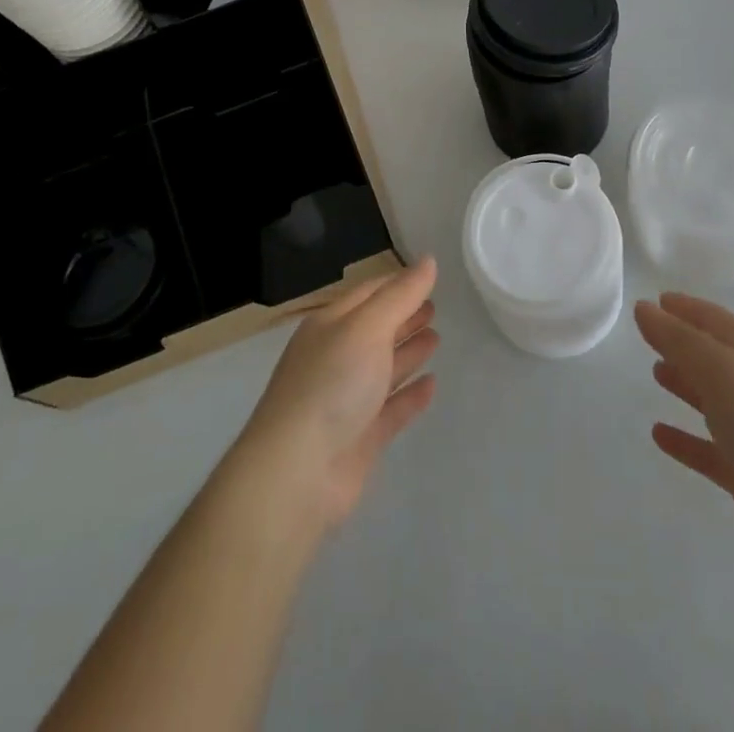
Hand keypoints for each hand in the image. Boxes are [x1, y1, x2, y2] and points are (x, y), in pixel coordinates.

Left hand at [231, 257, 439, 532]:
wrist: (296, 473)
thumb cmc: (331, 384)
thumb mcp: (367, 327)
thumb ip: (401, 295)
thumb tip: (429, 261)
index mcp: (330, 325)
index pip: (368, 294)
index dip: (397, 284)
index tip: (428, 276)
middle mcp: (336, 357)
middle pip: (376, 330)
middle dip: (404, 316)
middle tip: (436, 306)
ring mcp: (347, 400)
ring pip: (384, 368)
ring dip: (409, 351)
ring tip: (437, 337)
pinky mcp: (360, 438)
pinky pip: (391, 409)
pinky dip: (411, 395)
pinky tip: (433, 384)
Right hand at [636, 293, 733, 597]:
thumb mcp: (724, 370)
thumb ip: (680, 340)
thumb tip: (643, 308)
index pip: (715, 321)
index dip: (686, 308)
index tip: (656, 300)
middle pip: (713, 358)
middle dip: (683, 344)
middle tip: (647, 335)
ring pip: (711, 401)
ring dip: (685, 385)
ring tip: (654, 373)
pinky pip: (708, 451)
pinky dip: (685, 440)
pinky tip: (659, 435)